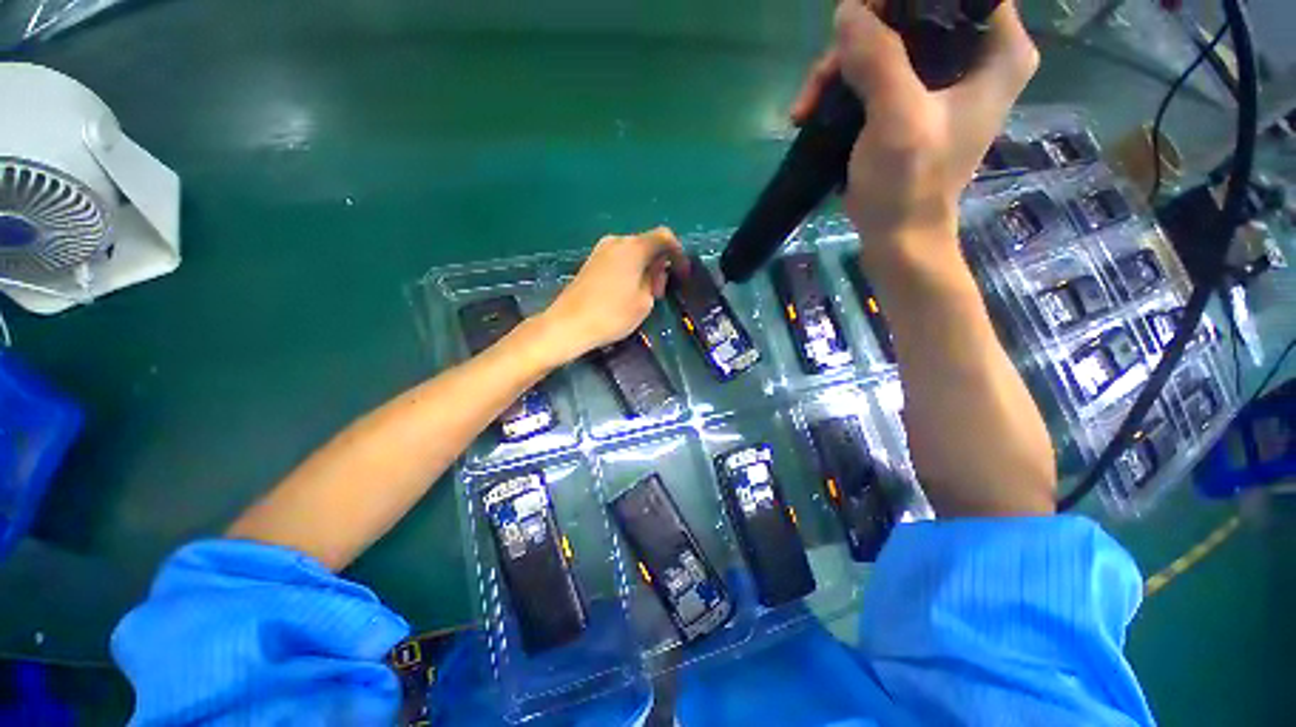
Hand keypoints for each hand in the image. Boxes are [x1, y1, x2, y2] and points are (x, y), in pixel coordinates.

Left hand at [539, 227, 687, 361]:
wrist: (568, 324)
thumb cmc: (612, 314)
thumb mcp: (644, 301)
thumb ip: (654, 280)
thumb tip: (654, 270)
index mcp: (634, 248)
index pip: (664, 237)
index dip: (678, 253)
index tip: (682, 274)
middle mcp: (617, 242)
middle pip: (647, 244)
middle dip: (659, 264)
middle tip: (659, 293)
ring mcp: (601, 250)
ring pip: (633, 252)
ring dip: (644, 269)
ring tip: (644, 295)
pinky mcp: (591, 262)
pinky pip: (619, 259)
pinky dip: (630, 270)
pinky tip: (627, 292)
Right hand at [791, 1, 1037, 248]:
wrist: (898, 237)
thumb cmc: (909, 184)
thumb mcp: (897, 119)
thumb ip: (878, 59)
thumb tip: (846, 11)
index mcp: (997, 50)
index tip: (863, 18)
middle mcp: (975, 56)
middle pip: (914, 13)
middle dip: (861, 37)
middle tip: (823, 74)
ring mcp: (939, 80)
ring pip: (886, 42)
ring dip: (840, 69)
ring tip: (805, 106)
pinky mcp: (910, 102)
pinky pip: (874, 72)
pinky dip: (841, 88)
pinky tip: (811, 111)